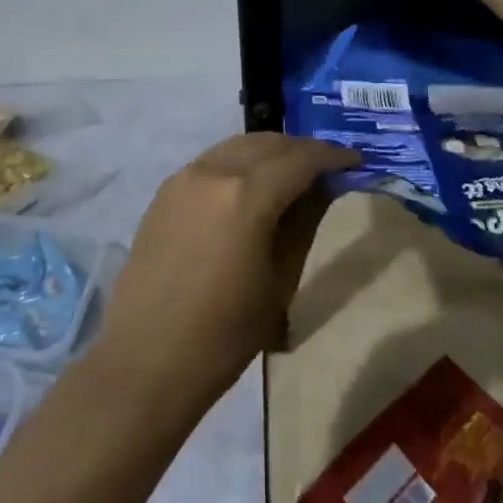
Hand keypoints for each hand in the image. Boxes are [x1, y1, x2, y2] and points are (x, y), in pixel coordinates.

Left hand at [95, 133, 350, 410]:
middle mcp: (214, 171)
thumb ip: (304, 222)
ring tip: (292, 174)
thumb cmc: (225, 333)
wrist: (147, 360)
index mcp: (247, 194)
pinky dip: (239, 163)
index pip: (300, 158)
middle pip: (268, 143)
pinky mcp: (165, 191)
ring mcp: (184, 177)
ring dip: (269, 152)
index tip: (356, 160)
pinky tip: (250, 188)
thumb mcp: (280, 280)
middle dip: (301, 150)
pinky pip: (212, 162)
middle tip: (327, 168)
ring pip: (237, 146)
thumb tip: (324, 187)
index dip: (332, 155)